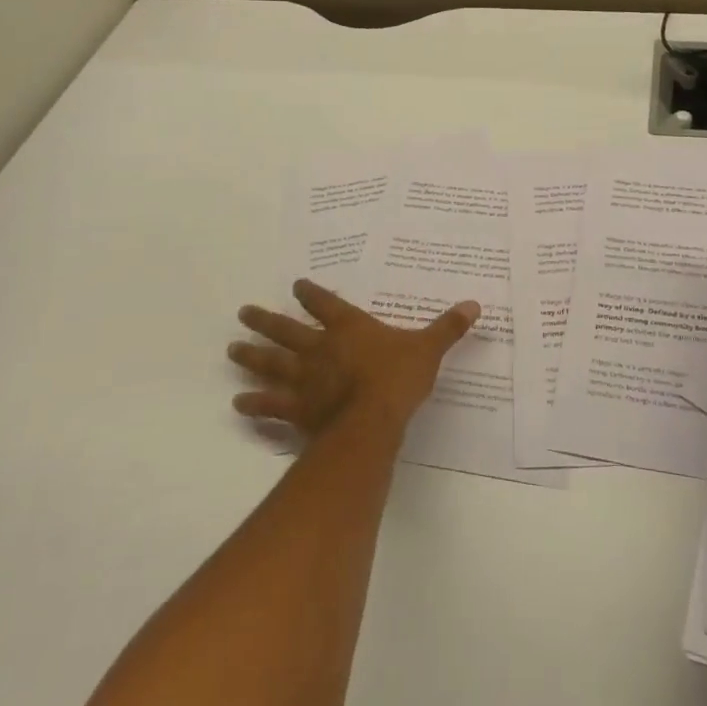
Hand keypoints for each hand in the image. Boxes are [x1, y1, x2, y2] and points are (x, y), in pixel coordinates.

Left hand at [229, 279, 478, 437]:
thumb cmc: (398, 378)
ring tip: (231, 351)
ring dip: (251, 357)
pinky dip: (255, 404)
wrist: (373, 419)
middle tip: (243, 313)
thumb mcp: (427, 349)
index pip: (325, 304)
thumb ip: (448, 327)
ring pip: (271, 364)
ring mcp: (305, 380)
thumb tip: (475, 305)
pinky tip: (239, 404)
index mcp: (348, 328)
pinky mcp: (298, 410)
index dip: (311, 294)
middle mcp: (320, 349)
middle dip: (265, 321)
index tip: (296, 285)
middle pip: (286, 331)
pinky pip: (272, 405)